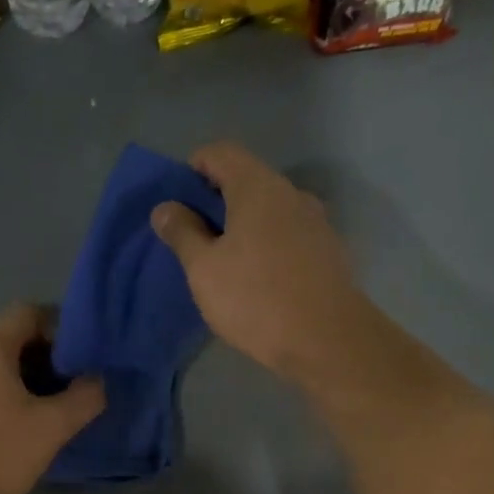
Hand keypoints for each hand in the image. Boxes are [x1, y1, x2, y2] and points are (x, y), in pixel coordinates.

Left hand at [0, 304, 105, 493]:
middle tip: (73, 384)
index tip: (84, 357)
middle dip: (44, 357)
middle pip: (8, 339)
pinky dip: (0, 398)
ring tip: (51, 408)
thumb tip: (98, 381)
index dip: (60, 329)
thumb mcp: (52, 425)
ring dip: (23, 381)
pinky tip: (19, 426)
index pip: (28, 313)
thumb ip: (83, 397)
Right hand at [151, 141, 373, 386]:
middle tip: (193, 240)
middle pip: (246, 181)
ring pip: (268, 211)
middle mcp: (292, 194)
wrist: (327, 340)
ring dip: (242, 227)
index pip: (220, 152)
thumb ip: (182, 233)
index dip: (192, 170)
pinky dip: (266, 246)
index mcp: (258, 187)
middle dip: (216, 202)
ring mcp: (315, 222)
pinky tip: (256, 281)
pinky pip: (287, 236)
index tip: (177, 205)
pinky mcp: (327, 252)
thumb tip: (166, 208)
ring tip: (224, 265)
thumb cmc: (255, 298)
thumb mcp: (204, 269)